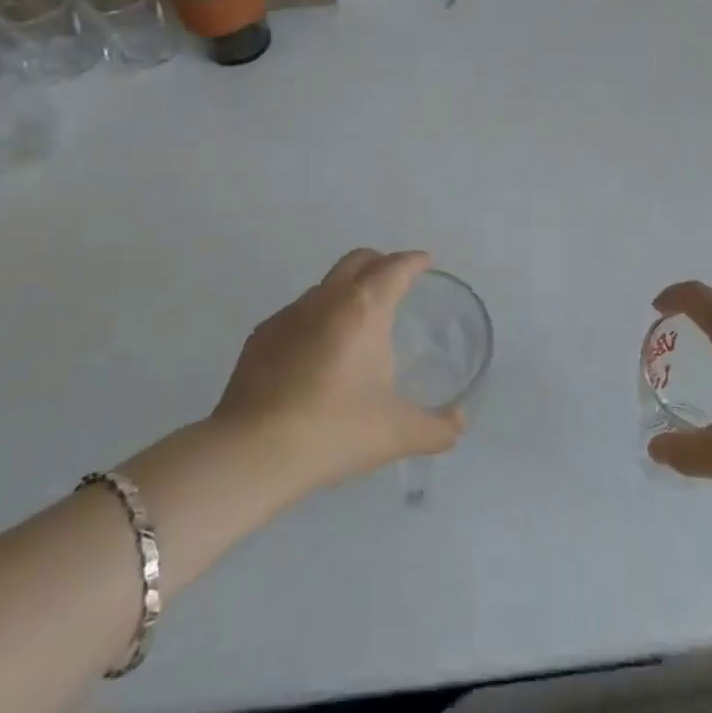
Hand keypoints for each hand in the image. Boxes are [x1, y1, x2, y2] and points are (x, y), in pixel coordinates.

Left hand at [211, 249, 463, 493]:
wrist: (254, 452)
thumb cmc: (335, 430)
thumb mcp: (397, 433)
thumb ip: (436, 428)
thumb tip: (458, 423)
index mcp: (364, 308)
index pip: (395, 267)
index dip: (413, 262)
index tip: (424, 263)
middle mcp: (326, 298)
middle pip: (357, 260)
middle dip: (380, 263)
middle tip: (395, 282)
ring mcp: (288, 315)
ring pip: (325, 286)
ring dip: (346, 291)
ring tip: (357, 324)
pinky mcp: (261, 336)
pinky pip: (297, 314)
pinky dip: (315, 319)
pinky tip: (316, 354)